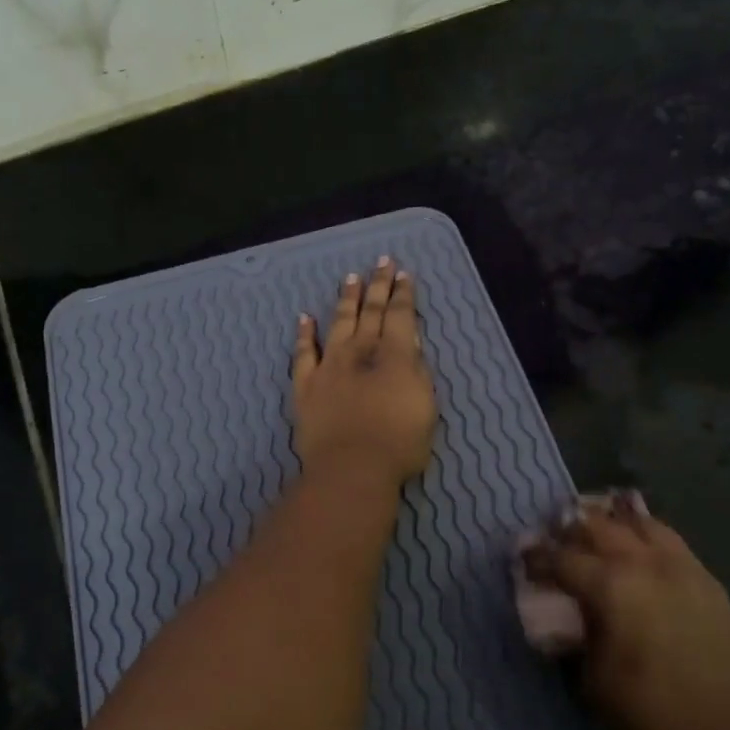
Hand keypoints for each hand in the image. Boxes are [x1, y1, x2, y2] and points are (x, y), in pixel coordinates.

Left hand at [292, 257, 436, 486]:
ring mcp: (330, 365)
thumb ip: (417, 373)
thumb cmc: (399, 443)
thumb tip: (408, 350)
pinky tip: (304, 318)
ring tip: (350, 278)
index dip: (403, 293)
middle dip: (378, 285)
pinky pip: (303, 352)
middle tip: (381, 262)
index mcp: (395, 354)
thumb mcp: (426, 406)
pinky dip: (304, 333)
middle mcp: (360, 351)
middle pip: (370, 310)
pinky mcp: (306, 384)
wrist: (351, 467)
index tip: (403, 274)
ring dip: (346, 299)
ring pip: (339, 322)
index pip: (400, 314)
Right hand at [519, 493, 729, 729]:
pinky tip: (639, 547)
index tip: (522, 558)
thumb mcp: (591, 678)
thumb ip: (574, 635)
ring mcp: (680, 567)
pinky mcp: (706, 581)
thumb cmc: (649, 714)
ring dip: (611, 521)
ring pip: (639, 522)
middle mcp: (643, 562)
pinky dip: (646, 534)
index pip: (560, 557)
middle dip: (569, 528)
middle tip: (554, 538)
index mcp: (610, 585)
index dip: (535, 556)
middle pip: (597, 526)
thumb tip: (563, 616)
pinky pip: (670, 540)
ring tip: (596, 528)